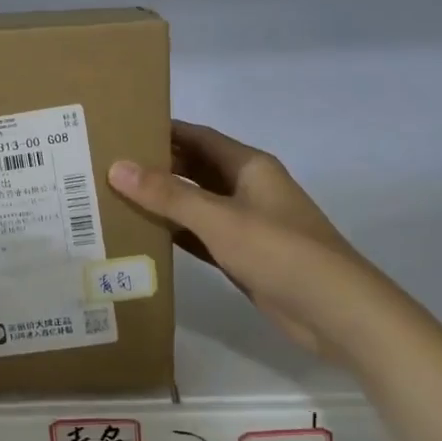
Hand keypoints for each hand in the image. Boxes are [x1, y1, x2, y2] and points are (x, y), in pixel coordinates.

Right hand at [107, 121, 367, 355]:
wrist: (334, 311)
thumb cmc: (279, 251)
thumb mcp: (218, 218)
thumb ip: (167, 194)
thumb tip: (116, 167)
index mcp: (249, 166)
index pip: (198, 137)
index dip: (163, 130)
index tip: (121, 129)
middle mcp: (247, 188)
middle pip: (195, 169)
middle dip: (156, 166)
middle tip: (107, 166)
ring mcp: (246, 223)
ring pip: (196, 204)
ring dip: (162, 202)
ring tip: (114, 198)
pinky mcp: (243, 255)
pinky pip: (200, 235)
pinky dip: (175, 233)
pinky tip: (143, 236)